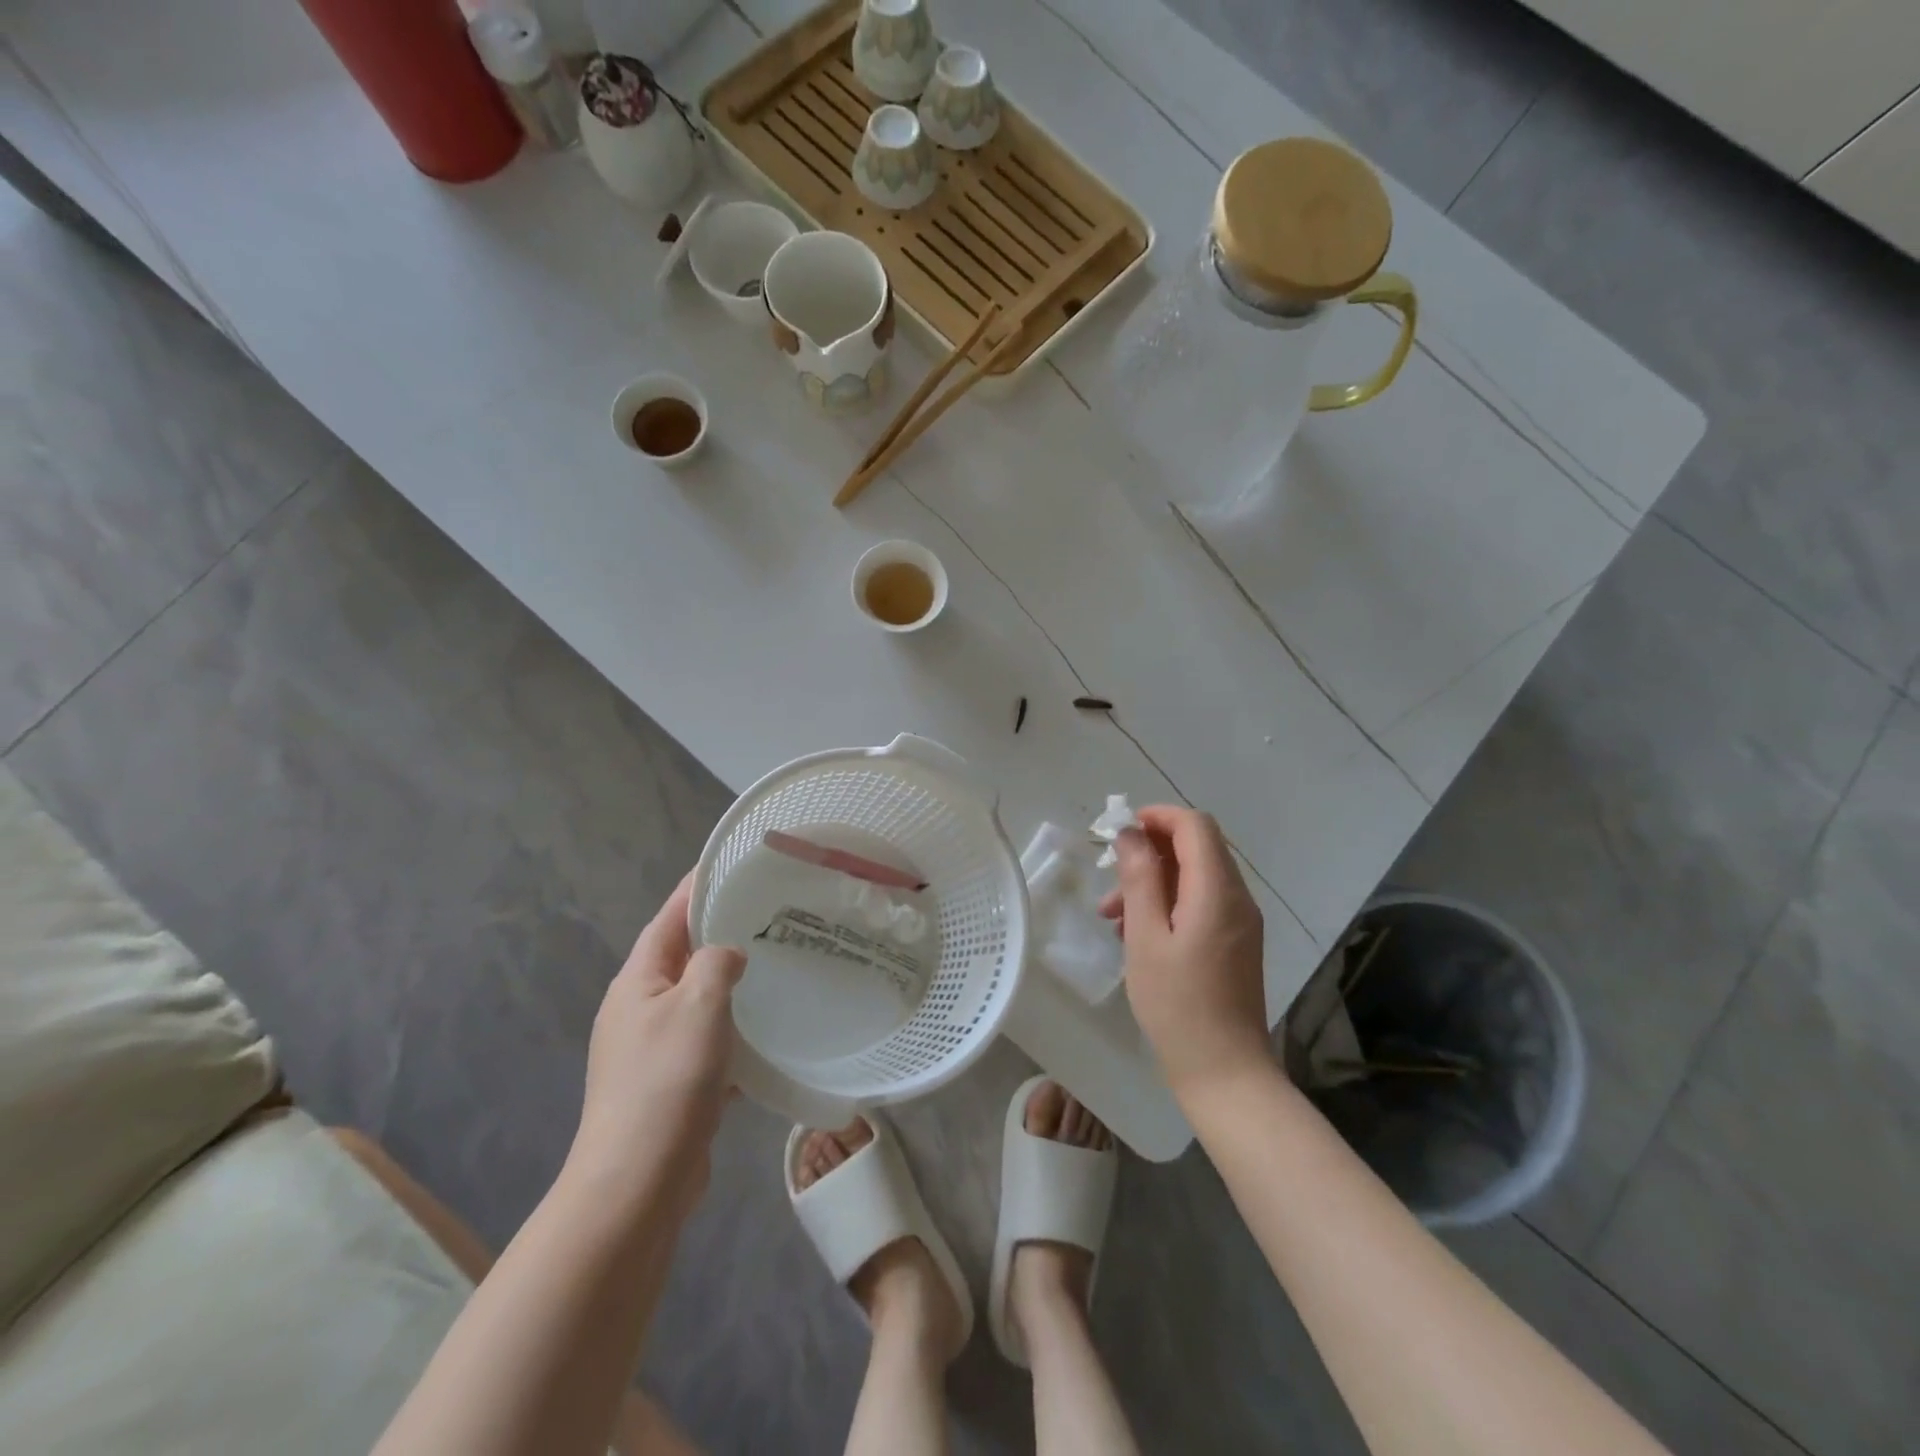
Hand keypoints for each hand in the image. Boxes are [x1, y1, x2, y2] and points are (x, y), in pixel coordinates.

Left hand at [570, 873, 745, 1209]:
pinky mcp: (669, 1083)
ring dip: (730, 981)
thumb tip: (727, 955)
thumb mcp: (697, 1006)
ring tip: (777, 963)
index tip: (733, 863)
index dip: (697, 887)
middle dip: (720, 932)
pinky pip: (706, 1039)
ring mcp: (651, 1048)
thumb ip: (715, 965)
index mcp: (637, 981)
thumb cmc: (665, 1082)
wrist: (636, 1183)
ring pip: (698, 998)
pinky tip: (766, 1031)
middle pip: (682, 955)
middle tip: (770, 912)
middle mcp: (639, 1008)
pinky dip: (733, 1028)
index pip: (670, 917)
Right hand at [1100, 806, 1270, 1099]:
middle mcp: (1237, 898)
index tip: (1121, 831)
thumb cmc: (1178, 1005)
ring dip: (1154, 882)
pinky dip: (1169, 904)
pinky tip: (1137, 935)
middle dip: (1150, 853)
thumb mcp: (1146, 938)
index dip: (1158, 817)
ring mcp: (1241, 922)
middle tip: (1110, 880)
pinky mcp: (1235, 942)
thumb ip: (1139, 879)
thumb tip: (1130, 834)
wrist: (1224, 1072)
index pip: (1195, 826)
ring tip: (1112, 916)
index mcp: (1218, 891)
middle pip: (1197, 848)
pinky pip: (1202, 903)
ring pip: (1195, 877)